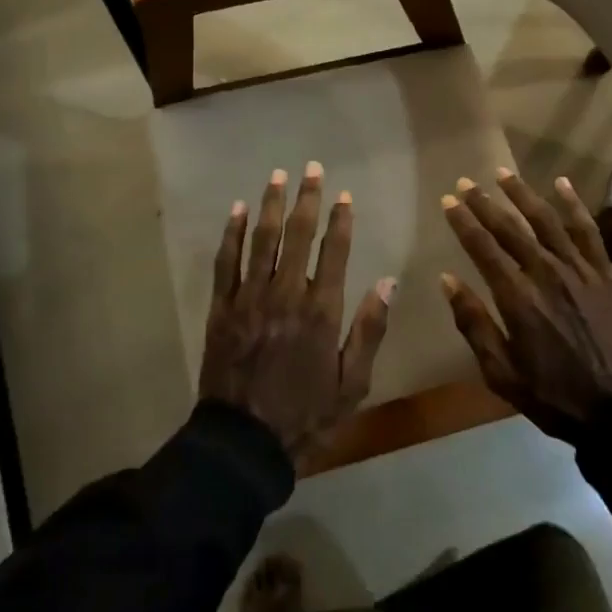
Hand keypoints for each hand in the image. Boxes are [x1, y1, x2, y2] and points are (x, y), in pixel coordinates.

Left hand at [202, 162, 392, 461]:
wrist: (244, 442)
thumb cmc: (306, 416)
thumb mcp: (353, 383)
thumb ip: (370, 330)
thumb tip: (388, 282)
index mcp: (321, 311)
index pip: (334, 252)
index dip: (340, 220)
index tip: (344, 196)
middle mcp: (286, 294)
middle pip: (297, 236)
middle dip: (306, 199)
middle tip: (311, 169)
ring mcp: (250, 298)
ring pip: (261, 240)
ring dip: (270, 205)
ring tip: (277, 176)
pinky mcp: (222, 308)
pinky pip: (226, 262)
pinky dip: (232, 234)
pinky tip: (238, 210)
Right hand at [439, 169, 611, 442]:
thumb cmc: (554, 395)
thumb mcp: (501, 372)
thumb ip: (474, 323)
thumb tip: (447, 280)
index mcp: (517, 299)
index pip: (483, 248)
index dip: (463, 222)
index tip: (448, 201)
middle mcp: (546, 274)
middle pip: (510, 228)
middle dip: (484, 203)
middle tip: (466, 182)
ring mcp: (580, 271)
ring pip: (546, 221)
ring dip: (522, 194)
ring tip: (503, 173)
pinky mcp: (605, 274)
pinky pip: (588, 231)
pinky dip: (574, 205)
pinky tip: (561, 184)